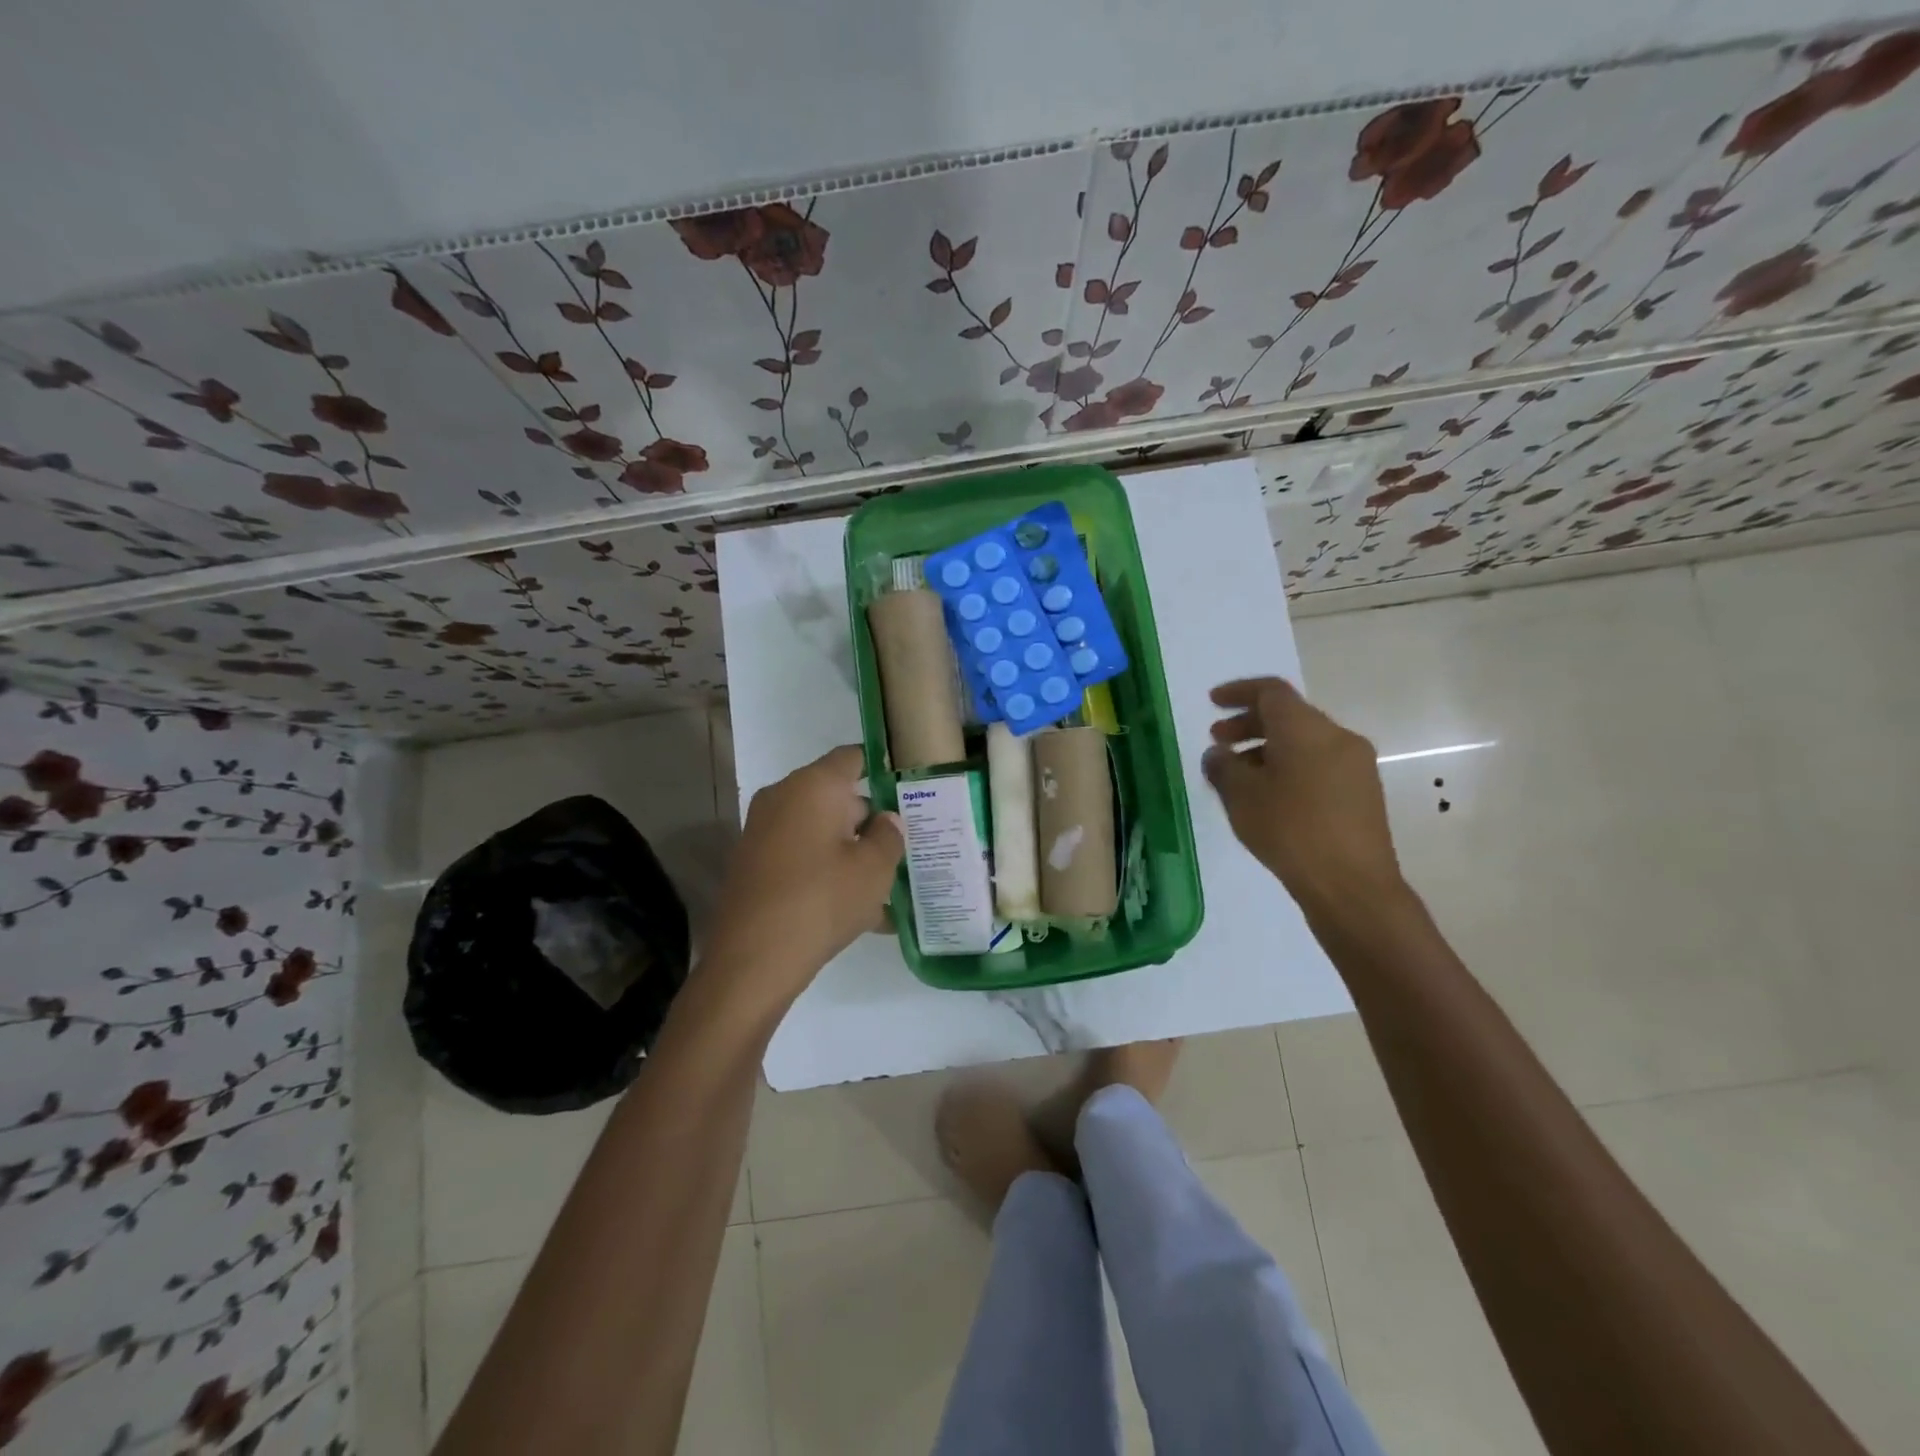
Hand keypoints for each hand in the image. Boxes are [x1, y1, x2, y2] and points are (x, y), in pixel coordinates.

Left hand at [702, 745, 903, 1010]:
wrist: (752, 960)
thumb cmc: (822, 900)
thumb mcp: (874, 869)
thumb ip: (889, 836)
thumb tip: (887, 819)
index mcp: (814, 786)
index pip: (853, 757)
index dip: (882, 767)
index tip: (908, 787)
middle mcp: (784, 798)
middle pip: (838, 797)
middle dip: (872, 820)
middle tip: (907, 844)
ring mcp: (764, 832)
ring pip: (822, 832)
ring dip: (853, 852)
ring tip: (890, 886)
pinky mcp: (755, 865)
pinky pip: (804, 858)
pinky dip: (830, 873)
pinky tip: (864, 913)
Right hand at [1202, 678, 1404, 917]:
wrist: (1351, 885)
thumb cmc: (1290, 830)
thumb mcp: (1241, 797)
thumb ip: (1223, 767)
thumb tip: (1218, 754)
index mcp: (1306, 729)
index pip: (1270, 692)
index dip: (1238, 692)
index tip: (1212, 702)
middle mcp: (1337, 737)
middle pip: (1288, 715)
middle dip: (1249, 724)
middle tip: (1218, 742)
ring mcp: (1355, 765)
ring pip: (1304, 741)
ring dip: (1268, 748)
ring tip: (1239, 775)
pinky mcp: (1362, 792)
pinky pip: (1319, 763)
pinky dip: (1290, 766)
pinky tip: (1270, 796)